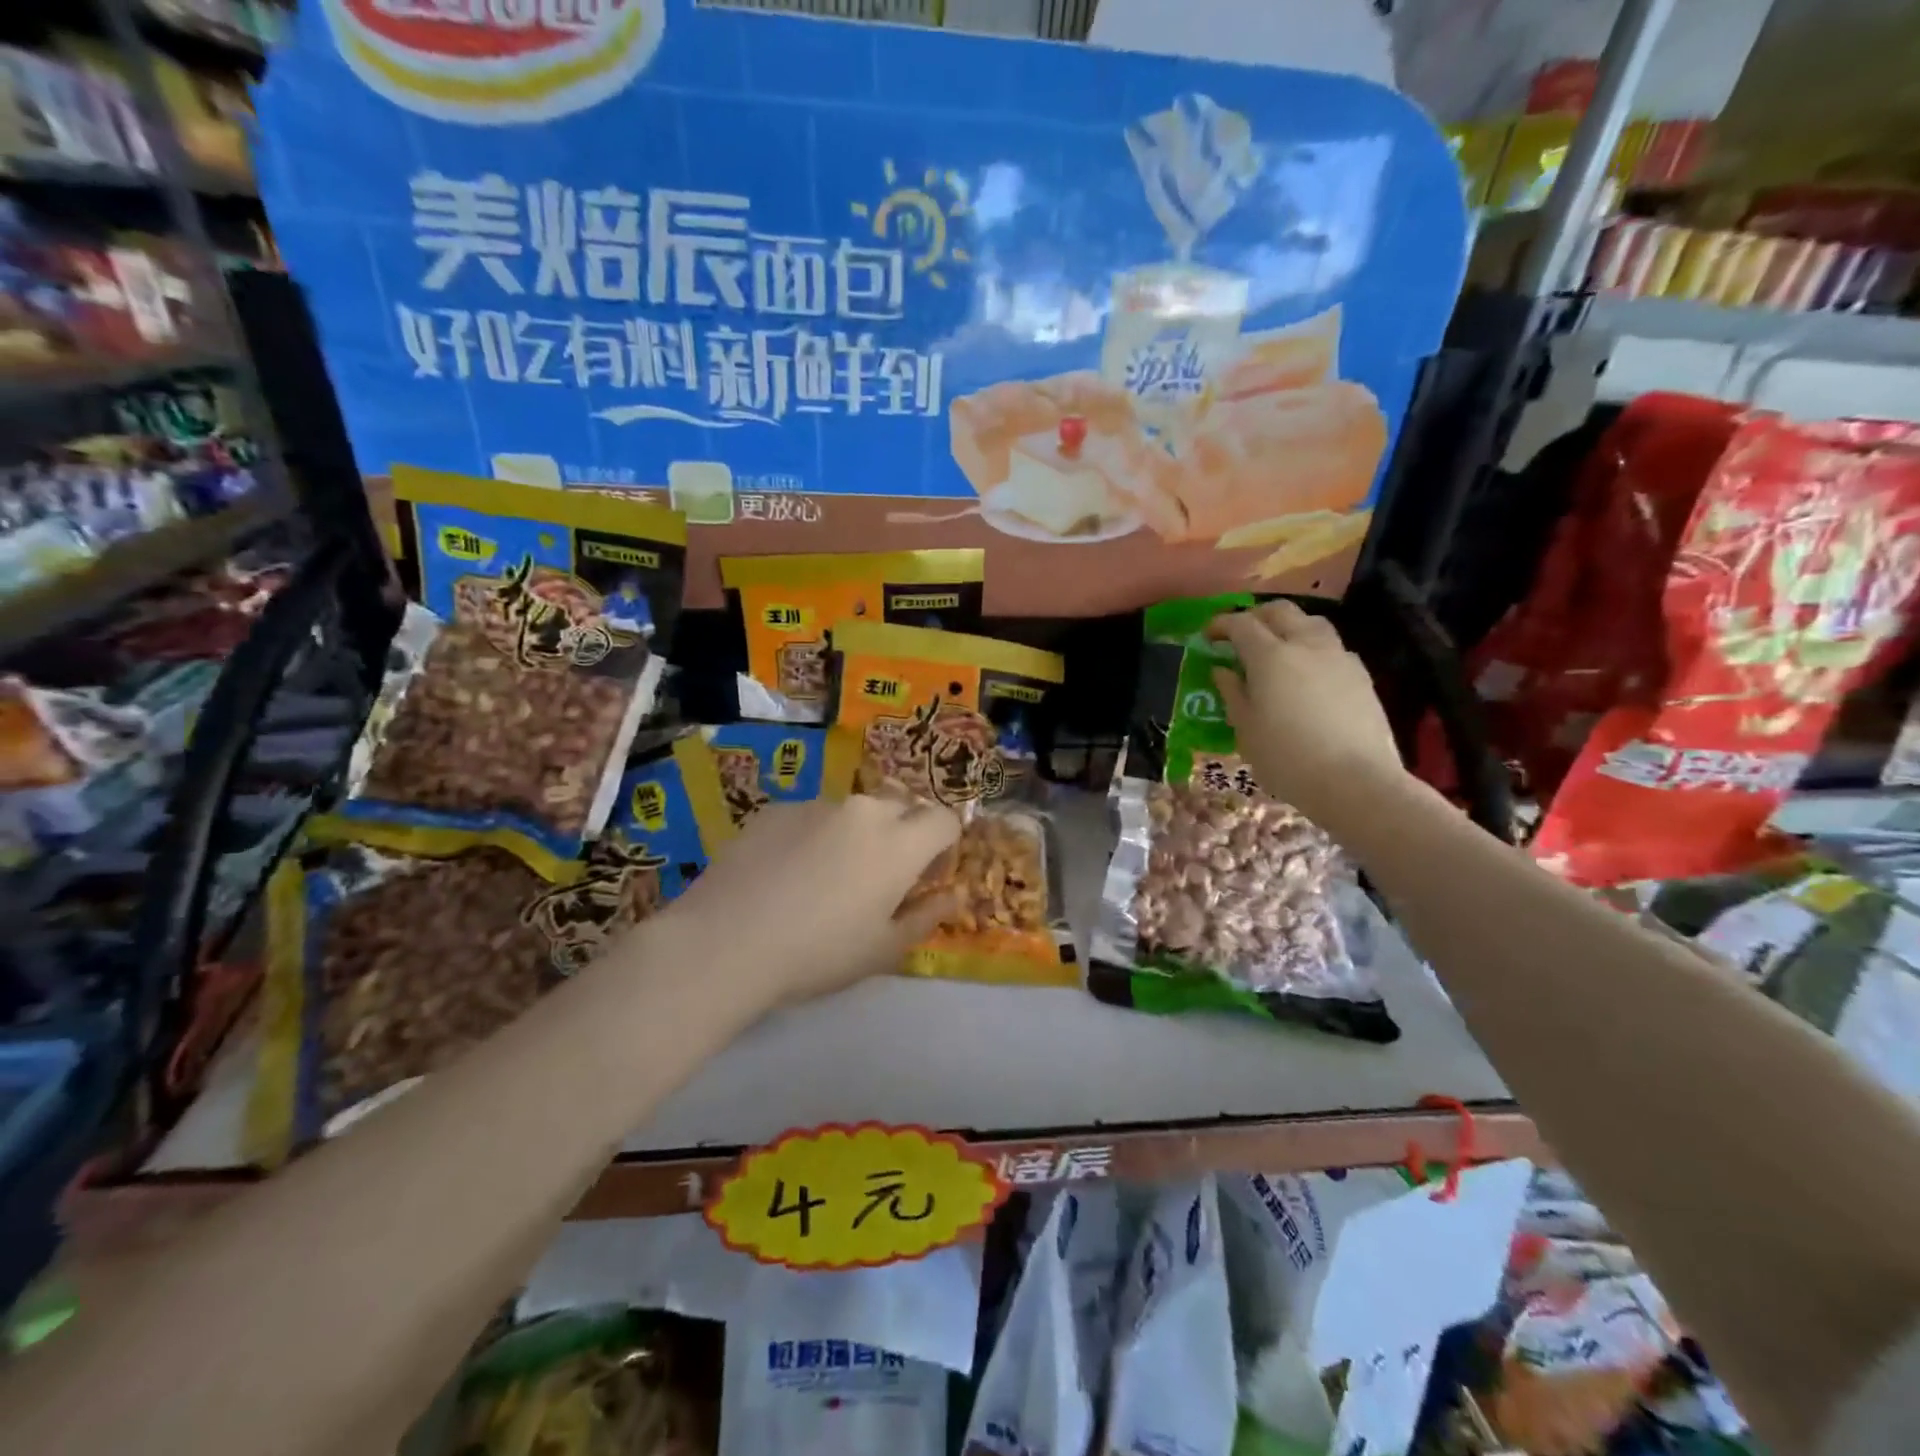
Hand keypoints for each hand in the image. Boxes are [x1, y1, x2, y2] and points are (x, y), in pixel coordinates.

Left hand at [648, 794, 961, 1013]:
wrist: (726, 942)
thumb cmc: (818, 953)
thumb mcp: (883, 949)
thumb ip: (927, 916)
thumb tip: (953, 895)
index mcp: (900, 843)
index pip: (944, 819)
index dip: (944, 843)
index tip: (927, 874)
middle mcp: (864, 811)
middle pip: (902, 806)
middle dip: (905, 831)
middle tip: (882, 874)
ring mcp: (817, 805)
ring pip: (854, 810)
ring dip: (857, 833)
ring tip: (825, 876)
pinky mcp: (776, 809)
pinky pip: (812, 816)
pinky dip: (815, 835)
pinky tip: (786, 873)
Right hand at [1208, 600, 1405, 828]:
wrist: (1356, 781)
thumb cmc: (1287, 758)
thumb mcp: (1245, 729)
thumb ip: (1233, 693)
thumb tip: (1223, 670)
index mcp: (1270, 656)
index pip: (1241, 624)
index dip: (1221, 625)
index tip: (1208, 636)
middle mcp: (1305, 645)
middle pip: (1280, 611)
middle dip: (1256, 617)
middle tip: (1241, 636)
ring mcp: (1338, 657)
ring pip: (1311, 622)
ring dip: (1288, 626)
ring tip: (1277, 649)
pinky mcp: (1361, 674)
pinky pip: (1332, 647)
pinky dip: (1312, 648)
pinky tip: (1308, 673)